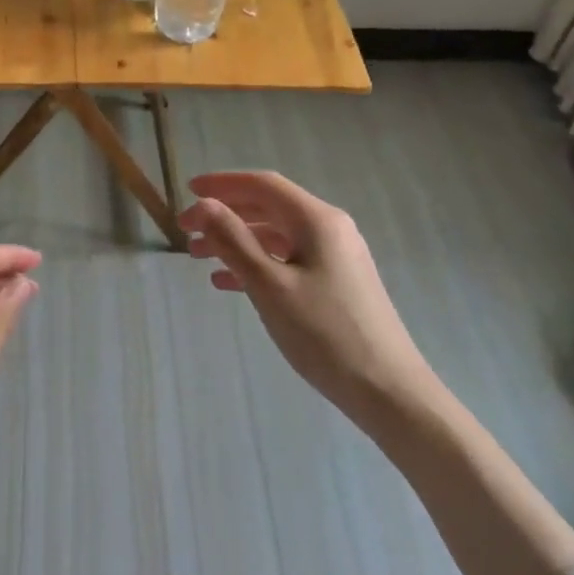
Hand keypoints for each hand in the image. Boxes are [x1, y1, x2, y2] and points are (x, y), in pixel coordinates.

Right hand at [180, 171, 427, 420]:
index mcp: (317, 220)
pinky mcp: (336, 283)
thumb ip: (233, 241)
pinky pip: (288, 260)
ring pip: (276, 235)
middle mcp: (329, 228)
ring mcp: (335, 256)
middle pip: (268, 207)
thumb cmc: (324, 334)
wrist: (388, 390)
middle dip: (225, 214)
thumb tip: (204, 205)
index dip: (222, 184)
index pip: (263, 185)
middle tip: (185, 229)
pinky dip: (256, 264)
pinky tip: (228, 283)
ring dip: (236, 240)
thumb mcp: (270, 286)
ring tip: (198, 256)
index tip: (187, 190)